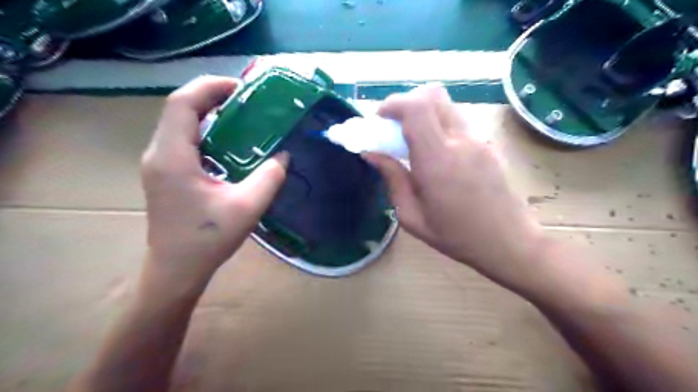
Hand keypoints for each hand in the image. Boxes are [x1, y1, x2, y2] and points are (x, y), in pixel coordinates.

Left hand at [139, 76, 287, 288]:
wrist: (176, 270)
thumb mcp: (247, 207)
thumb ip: (270, 177)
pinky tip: (229, 142)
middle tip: (247, 99)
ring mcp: (159, 164)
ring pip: (181, 123)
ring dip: (209, 113)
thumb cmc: (207, 240)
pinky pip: (183, 140)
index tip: (242, 88)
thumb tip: (284, 155)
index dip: (211, 87)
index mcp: (173, 157)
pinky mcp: (165, 173)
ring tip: (242, 115)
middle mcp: (159, 154)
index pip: (183, 103)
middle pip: (180, 109)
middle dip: (213, 96)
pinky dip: (206, 131)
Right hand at [362, 86, 547, 291]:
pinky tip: (435, 154)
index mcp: (437, 160)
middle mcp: (460, 141)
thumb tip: (372, 153)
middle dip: (406, 103)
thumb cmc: (456, 236)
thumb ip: (392, 178)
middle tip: (394, 128)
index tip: (379, 121)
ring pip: (445, 105)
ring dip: (423, 114)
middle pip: (432, 95)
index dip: (393, 104)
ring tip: (413, 143)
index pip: (416, 107)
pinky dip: (438, 125)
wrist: (509, 242)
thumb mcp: (412, 216)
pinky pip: (457, 121)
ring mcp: (478, 139)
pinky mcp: (487, 144)